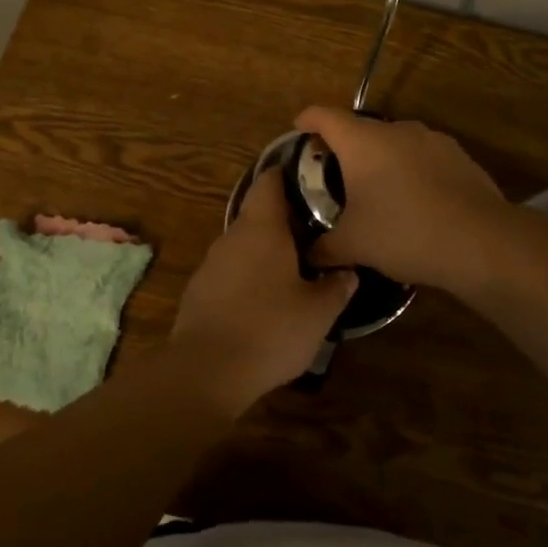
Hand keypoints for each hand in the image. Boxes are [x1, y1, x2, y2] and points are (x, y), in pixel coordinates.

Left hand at [169, 170, 356, 410]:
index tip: (312, 179)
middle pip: (258, 213)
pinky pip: (230, 271)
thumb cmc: (270, 330)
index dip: (289, 175)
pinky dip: (249, 275)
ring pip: (244, 244)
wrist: (206, 371)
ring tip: (296, 266)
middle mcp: (232, 236)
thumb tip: (348, 272)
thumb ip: (336, 288)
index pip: (270, 182)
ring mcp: (211, 263)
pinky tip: (265, 299)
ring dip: (266, 250)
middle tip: (316, 230)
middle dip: (285, 219)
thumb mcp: (318, 313)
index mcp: (261, 228)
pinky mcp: (199, 290)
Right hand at [293, 106, 507, 290]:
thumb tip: (308, 256)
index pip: (324, 116)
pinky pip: (423, 158)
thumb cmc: (403, 233)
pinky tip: (415, 202)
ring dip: (382, 161)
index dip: (307, 120)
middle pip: (361, 130)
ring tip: (378, 193)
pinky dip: (412, 172)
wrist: (480, 241)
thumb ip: (324, 248)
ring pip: (395, 144)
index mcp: (362, 141)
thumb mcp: (354, 245)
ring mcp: (432, 140)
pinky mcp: (459, 156)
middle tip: (335, 177)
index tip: (299, 130)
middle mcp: (396, 130)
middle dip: (346, 149)